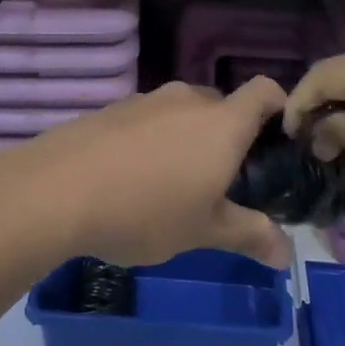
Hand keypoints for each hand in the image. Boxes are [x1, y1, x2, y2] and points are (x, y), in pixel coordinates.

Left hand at [0, 79, 291, 269]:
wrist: (58, 189)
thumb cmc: (145, 209)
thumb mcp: (204, 231)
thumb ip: (249, 235)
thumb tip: (286, 255)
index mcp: (222, 122)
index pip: (265, 90)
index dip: (280, 107)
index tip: (280, 141)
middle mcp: (188, 100)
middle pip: (223, 106)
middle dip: (230, 138)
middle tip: (225, 182)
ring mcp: (146, 100)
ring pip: (183, 114)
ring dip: (189, 141)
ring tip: (176, 186)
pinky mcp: (113, 109)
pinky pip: (149, 120)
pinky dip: (154, 141)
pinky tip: (134, 179)